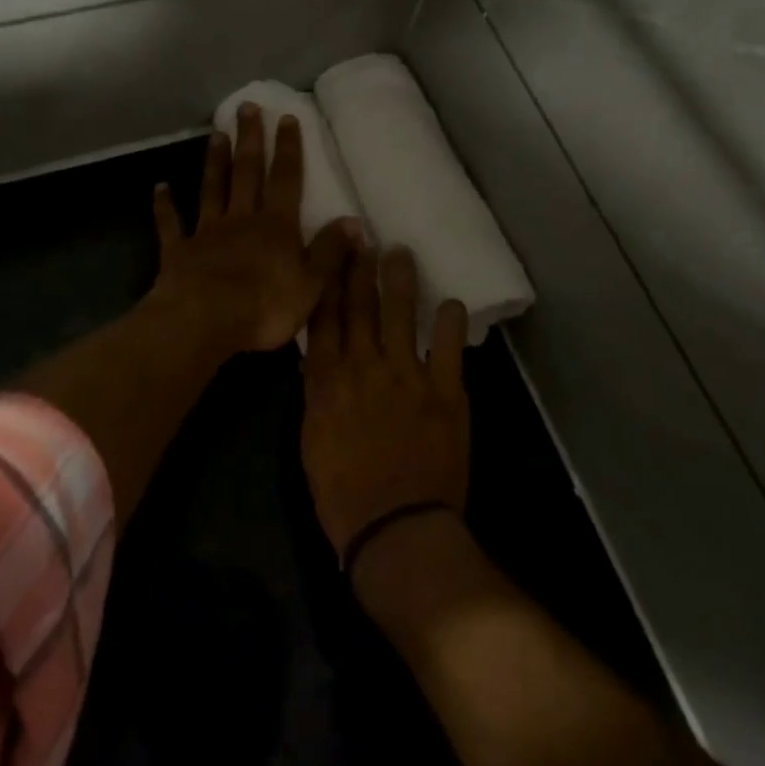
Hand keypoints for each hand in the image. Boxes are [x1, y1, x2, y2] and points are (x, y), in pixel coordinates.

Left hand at [151, 103, 357, 356]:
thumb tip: (355, 221)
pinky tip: (160, 187)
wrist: (204, 322)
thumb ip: (330, 251)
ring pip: (212, 189)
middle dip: (250, 139)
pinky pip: (171, 224)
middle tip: (247, 107)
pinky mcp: (179, 251)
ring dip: (215, 161)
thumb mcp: (312, 284)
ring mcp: (207, 232)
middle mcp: (241, 219)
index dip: (289, 149)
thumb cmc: (264, 306)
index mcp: (276, 226)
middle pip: (246, 172)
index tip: (286, 118)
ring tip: (216, 134)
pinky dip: (164, 205)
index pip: (286, 180)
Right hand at [301, 245, 469, 560]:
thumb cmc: (343, 494)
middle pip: (360, 307)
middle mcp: (365, 367)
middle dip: (360, 268)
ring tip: (402, 254)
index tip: (331, 251)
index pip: (325, 317)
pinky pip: (449, 349)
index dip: (328, 280)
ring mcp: (408, 377)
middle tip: (364, 236)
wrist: (396, 529)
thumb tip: (322, 361)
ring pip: (402, 316)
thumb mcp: (312, 440)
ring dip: (401, 282)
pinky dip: (451, 325)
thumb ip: (318, 394)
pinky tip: (452, 304)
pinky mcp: (446, 394)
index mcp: (327, 380)